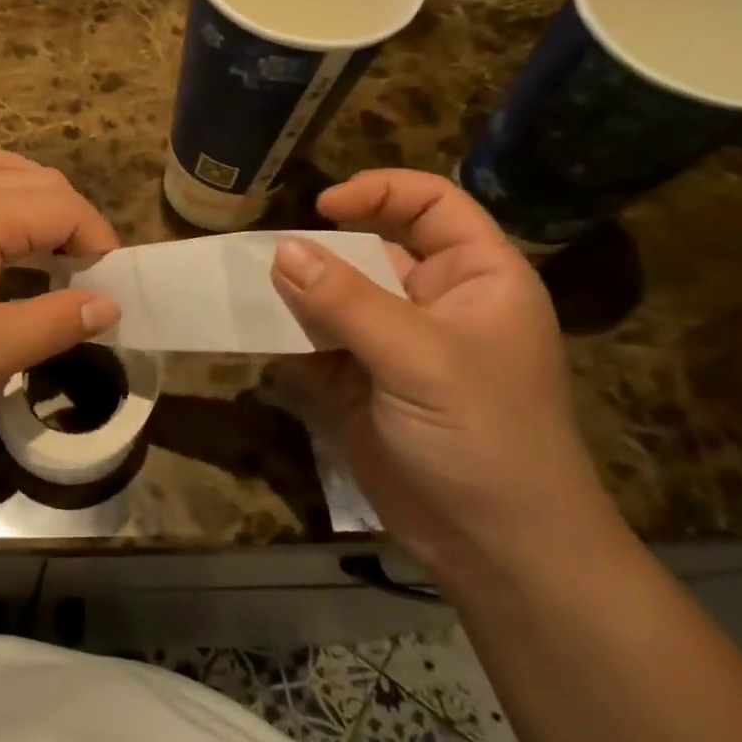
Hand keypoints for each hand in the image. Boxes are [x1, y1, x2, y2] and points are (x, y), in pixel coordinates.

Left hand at [0, 151, 122, 427]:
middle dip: (75, 223)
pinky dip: (0, 205)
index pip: (66, 207)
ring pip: (3, 175)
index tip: (111, 291)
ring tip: (49, 257)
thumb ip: (52, 324)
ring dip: (38, 207)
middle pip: (39, 182)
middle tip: (86, 280)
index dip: (100, 243)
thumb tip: (107, 305)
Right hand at [268, 169, 619, 583]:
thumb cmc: (483, 436)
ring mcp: (390, 344)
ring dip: (292, 294)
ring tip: (248, 292)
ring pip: (332, 297)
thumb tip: (281, 250)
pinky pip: (312, 342)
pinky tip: (253, 334)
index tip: (323, 208)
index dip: (380, 192)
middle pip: (369, 249)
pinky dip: (283, 336)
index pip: (432, 205)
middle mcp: (431, 302)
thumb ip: (346, 301)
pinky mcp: (355, 383)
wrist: (494, 549)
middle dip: (320, 251)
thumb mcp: (419, 358)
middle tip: (265, 260)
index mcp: (475, 279)